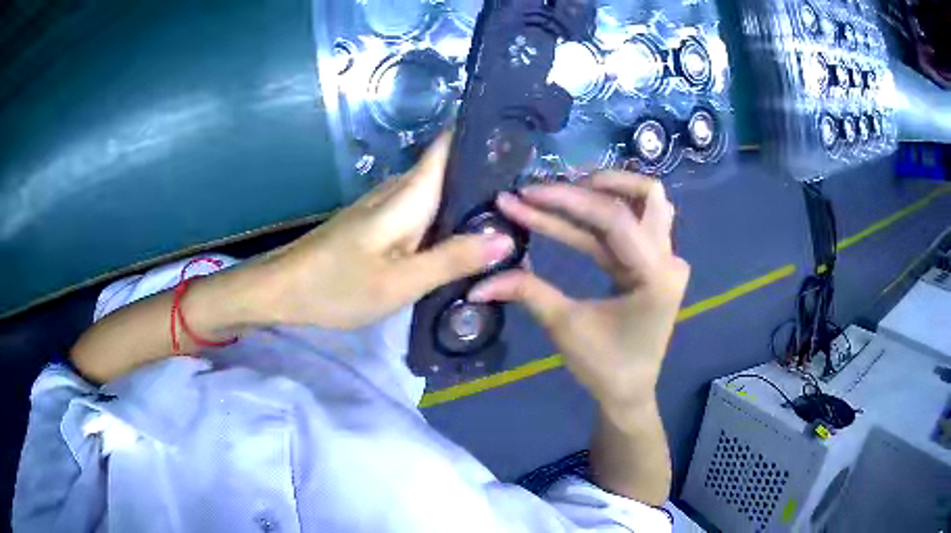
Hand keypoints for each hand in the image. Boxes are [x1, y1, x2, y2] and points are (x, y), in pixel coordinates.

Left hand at [264, 134, 514, 328]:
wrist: (282, 289)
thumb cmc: (336, 285)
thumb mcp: (399, 282)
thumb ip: (452, 259)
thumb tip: (506, 239)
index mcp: (409, 194)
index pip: (450, 145)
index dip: (484, 136)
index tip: (522, 143)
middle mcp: (399, 190)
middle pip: (451, 171)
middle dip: (489, 180)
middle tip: (531, 201)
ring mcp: (386, 206)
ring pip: (438, 193)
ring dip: (469, 204)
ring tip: (511, 219)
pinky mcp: (378, 223)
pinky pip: (423, 212)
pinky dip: (446, 221)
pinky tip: (463, 240)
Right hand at [468, 172, 688, 406]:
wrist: (628, 392)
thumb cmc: (604, 367)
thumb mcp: (565, 327)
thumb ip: (527, 292)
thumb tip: (477, 282)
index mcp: (657, 276)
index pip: (615, 219)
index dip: (567, 201)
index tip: (525, 193)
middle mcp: (669, 259)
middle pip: (644, 196)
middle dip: (593, 185)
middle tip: (550, 189)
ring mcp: (665, 259)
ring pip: (644, 204)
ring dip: (604, 193)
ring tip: (562, 192)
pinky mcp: (653, 263)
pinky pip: (632, 224)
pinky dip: (602, 215)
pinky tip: (571, 212)